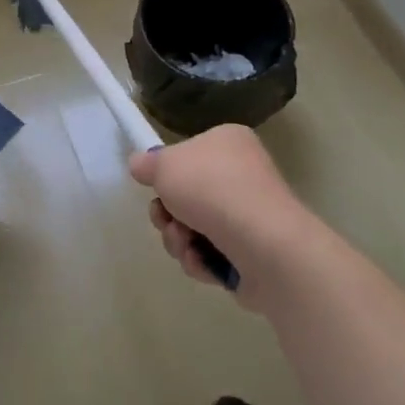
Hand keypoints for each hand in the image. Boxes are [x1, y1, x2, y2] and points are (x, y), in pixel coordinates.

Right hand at [129, 124, 318, 311]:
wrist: (264, 245)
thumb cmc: (212, 189)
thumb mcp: (164, 165)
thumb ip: (147, 164)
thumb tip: (140, 165)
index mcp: (228, 142)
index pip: (189, 153)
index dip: (167, 172)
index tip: (156, 185)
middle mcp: (242, 174)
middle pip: (186, 195)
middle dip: (168, 214)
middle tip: (165, 218)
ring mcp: (250, 216)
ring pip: (193, 228)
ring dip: (178, 239)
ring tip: (186, 243)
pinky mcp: (252, 254)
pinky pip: (211, 255)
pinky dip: (200, 260)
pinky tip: (202, 261)